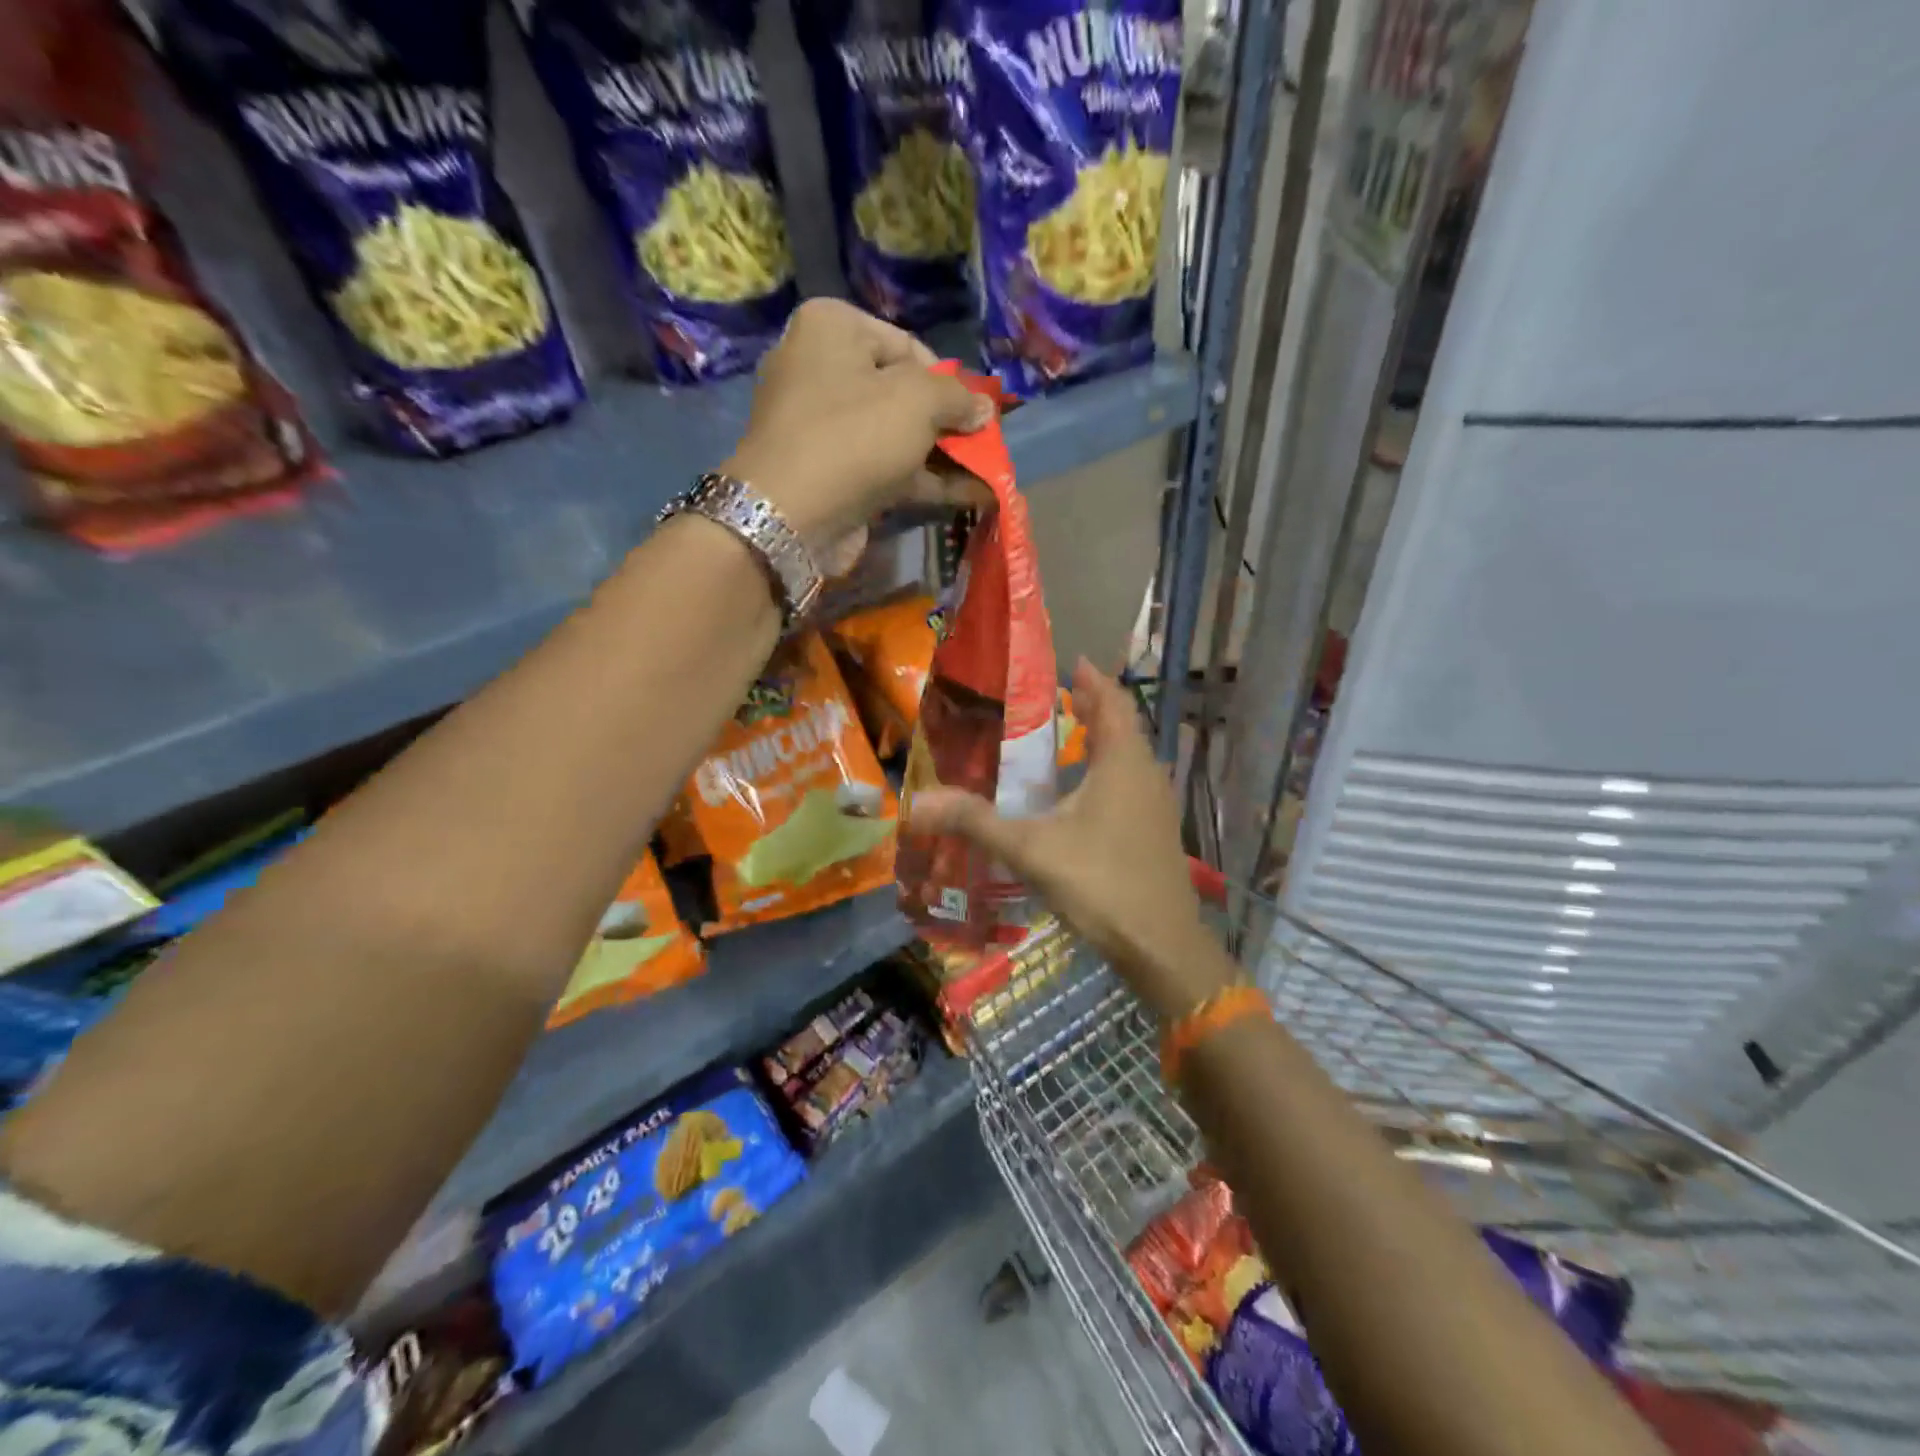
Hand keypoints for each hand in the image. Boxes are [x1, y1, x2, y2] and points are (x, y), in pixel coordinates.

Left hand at [725, 299, 993, 568]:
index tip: (975, 410)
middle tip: (986, 443)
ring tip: (991, 472)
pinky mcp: (832, 476)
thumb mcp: (917, 400)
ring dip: (945, 456)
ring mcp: (825, 429)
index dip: (948, 379)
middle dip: (948, 422)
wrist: (790, 516)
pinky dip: (927, 481)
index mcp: (831, 329)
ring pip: (898, 437)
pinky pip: (888, 470)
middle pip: (903, 393)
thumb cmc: (853, 436)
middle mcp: (822, 371)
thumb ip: (957, 397)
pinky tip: (973, 495)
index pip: (907, 345)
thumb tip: (984, 407)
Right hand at [905, 660, 1232, 1021]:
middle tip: (1059, 696)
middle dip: (1094, 707)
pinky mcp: (1156, 832)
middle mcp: (1145, 774)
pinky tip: (1080, 795)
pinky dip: (1107, 772)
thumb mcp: (1030, 849)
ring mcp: (1156, 805)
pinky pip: (1130, 784)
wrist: (1161, 945)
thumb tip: (918, 803)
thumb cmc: (1100, 883)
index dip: (1093, 679)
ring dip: (1102, 741)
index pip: (1112, 702)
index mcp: (1122, 762)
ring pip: (1129, 758)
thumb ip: (975, 822)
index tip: (1071, 661)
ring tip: (1067, 737)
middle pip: (1122, 726)